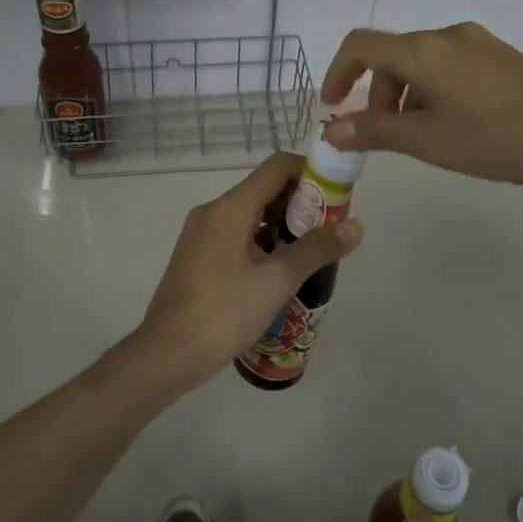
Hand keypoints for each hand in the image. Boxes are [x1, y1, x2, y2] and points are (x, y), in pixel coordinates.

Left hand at [133, 151, 362, 390]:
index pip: (277, 167)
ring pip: (251, 214)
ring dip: (283, 224)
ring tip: (312, 252)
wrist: (167, 354)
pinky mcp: (198, 256)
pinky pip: (237, 234)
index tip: (336, 196)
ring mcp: (202, 234)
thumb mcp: (277, 280)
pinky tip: (281, 270)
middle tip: (330, 229)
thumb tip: (356, 226)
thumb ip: (317, 249)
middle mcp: (213, 211)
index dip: (311, 173)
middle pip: (264, 188)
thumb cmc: (224, 312)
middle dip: (301, 203)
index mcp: (230, 208)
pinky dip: (263, 241)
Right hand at [321, 23, 522, 194]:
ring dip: (405, 95)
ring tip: (423, 137)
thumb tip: (330, 130)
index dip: (337, 72)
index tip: (331, 106)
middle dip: (376, 94)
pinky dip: (433, 91)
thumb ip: (374, 132)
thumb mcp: (428, 141)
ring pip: (422, 62)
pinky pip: (449, 65)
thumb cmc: (497, 137)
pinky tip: (456, 125)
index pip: (360, 45)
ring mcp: (478, 43)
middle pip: (392, 56)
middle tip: (385, 136)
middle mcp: (447, 36)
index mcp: (423, 50)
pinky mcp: (501, 56)